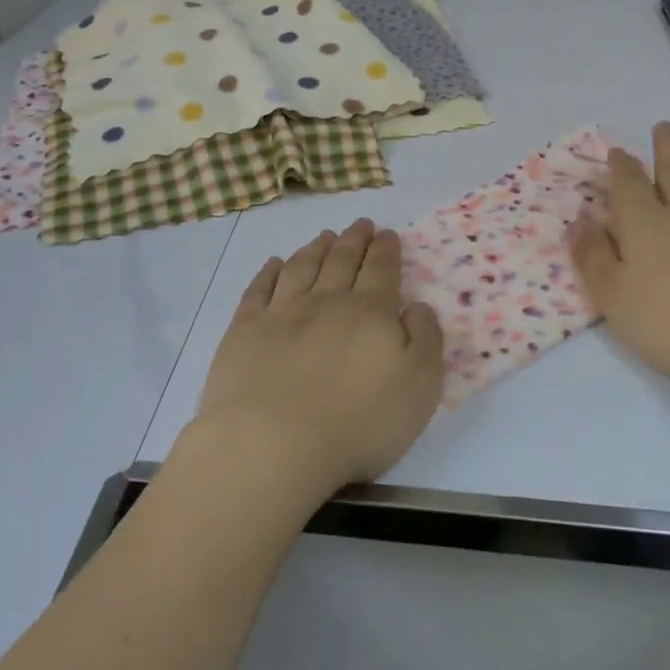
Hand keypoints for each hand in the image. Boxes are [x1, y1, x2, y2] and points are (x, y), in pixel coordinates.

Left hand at [193, 219, 444, 501]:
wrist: (273, 445)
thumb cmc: (358, 424)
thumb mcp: (419, 388)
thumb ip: (425, 340)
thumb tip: (417, 306)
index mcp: (370, 313)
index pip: (381, 269)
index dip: (386, 249)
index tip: (387, 233)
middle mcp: (326, 301)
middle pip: (342, 260)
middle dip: (355, 239)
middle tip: (360, 224)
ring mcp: (281, 313)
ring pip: (302, 267)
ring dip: (316, 247)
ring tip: (325, 236)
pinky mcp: (245, 330)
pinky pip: (259, 289)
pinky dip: (269, 271)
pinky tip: (275, 264)